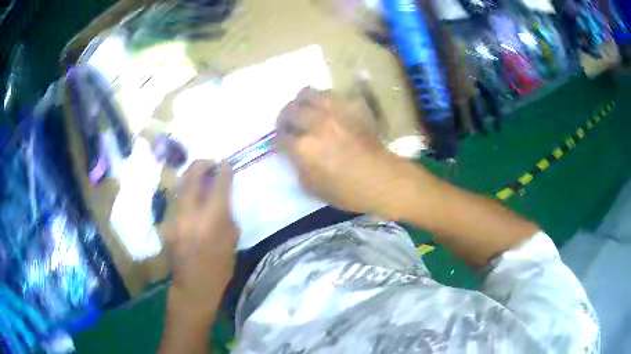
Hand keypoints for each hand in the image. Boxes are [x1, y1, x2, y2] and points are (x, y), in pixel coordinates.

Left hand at [165, 160, 238, 319]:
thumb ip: (227, 215)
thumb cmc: (219, 268)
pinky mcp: (166, 223)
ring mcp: (174, 216)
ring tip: (199, 179)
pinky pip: (175, 201)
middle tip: (211, 164)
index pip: (219, 183)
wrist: (193, 286)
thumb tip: (223, 197)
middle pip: (193, 174)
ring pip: (180, 184)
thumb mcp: (232, 241)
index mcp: (212, 219)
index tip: (226, 165)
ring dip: (191, 177)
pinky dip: (184, 195)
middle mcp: (190, 213)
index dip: (224, 170)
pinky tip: (190, 200)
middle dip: (203, 164)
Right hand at [276, 87, 401, 214]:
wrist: (383, 179)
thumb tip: (294, 155)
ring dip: (302, 102)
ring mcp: (336, 112)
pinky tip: (327, 110)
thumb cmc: (349, 191)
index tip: (280, 143)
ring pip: (309, 93)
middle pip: (291, 110)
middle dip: (285, 118)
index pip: (281, 136)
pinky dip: (324, 101)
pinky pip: (332, 95)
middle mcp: (317, 124)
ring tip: (305, 110)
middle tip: (289, 125)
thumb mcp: (313, 189)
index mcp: (304, 147)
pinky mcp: (352, 106)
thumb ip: (298, 168)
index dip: (277, 140)